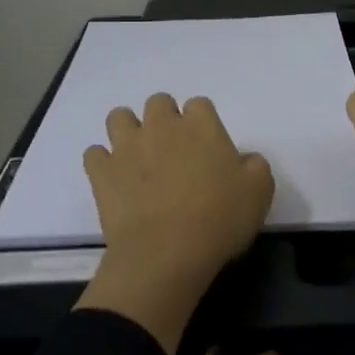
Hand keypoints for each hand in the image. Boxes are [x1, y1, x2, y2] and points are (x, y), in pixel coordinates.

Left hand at [76, 93, 273, 354]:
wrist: (167, 252)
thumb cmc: (220, 219)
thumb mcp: (259, 192)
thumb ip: (255, 166)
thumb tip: (244, 159)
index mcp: (201, 125)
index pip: (199, 104)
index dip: (201, 123)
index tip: (206, 147)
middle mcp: (162, 126)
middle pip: (158, 102)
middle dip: (164, 119)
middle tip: (173, 150)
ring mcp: (127, 146)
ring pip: (119, 117)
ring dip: (128, 131)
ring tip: (138, 157)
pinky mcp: (102, 172)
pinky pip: (94, 153)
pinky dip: (103, 162)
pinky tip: (114, 179)